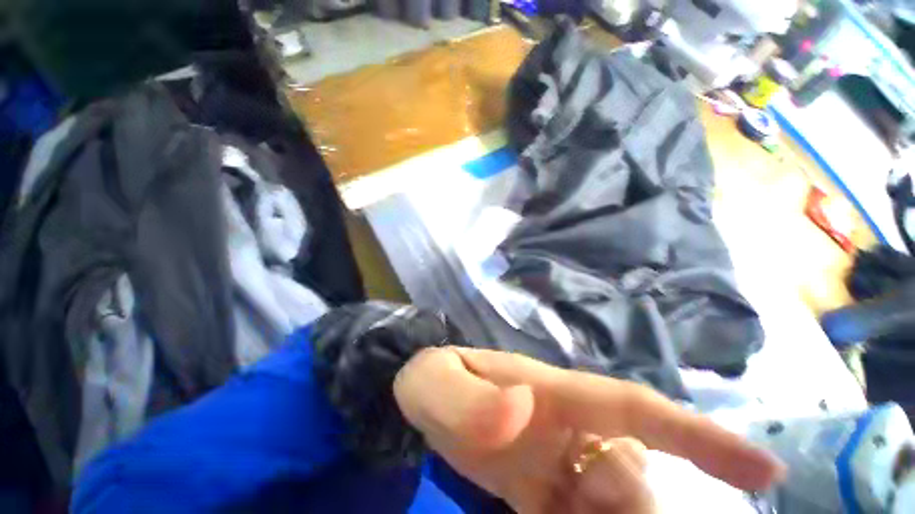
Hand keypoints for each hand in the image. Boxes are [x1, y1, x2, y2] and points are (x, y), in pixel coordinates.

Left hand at [394, 347, 785, 512]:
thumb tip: (522, 412)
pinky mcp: (537, 491)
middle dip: (628, 502)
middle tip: (568, 503)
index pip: (633, 409)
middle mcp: (564, 424)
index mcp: (548, 391)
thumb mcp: (437, 382)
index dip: (700, 437)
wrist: (424, 394)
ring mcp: (554, 459)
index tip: (764, 471)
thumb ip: (469, 398)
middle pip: (633, 471)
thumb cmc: (435, 379)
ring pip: (618, 501)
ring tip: (554, 508)